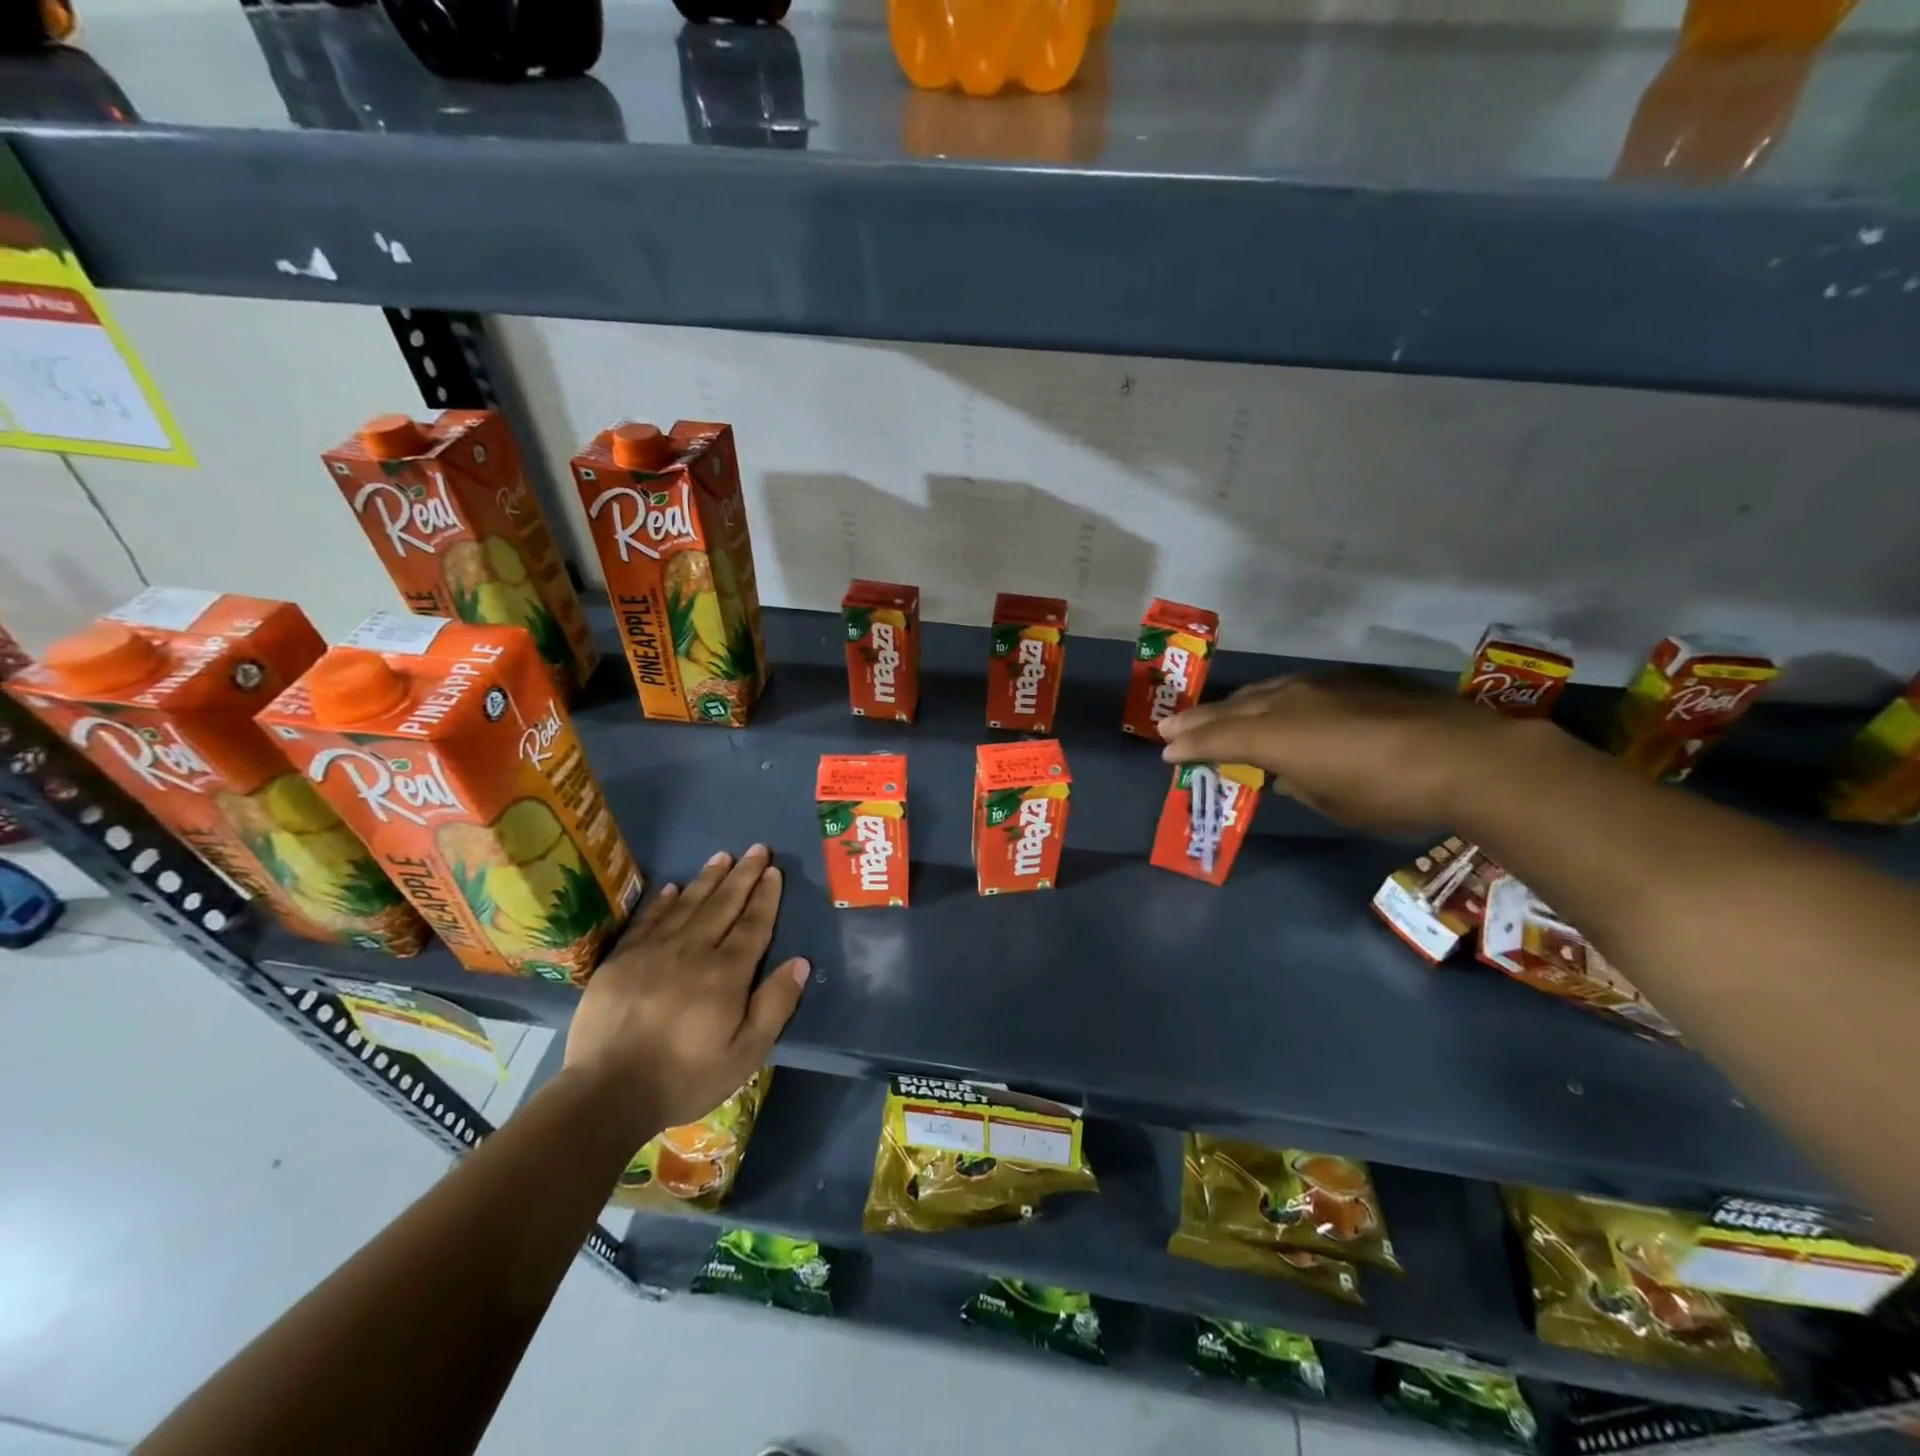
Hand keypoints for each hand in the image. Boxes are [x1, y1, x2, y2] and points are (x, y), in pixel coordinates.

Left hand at [565, 845, 809, 1137]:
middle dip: (743, 875)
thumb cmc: (685, 1077)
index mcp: (726, 973)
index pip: (752, 924)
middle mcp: (693, 951)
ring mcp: (653, 951)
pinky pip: (647, 919)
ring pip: (687, 904)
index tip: (774, 871)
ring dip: (708, 878)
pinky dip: (662, 901)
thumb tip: (800, 962)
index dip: (765, 896)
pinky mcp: (620, 960)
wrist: (607, 1093)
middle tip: (757, 848)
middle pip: (723, 904)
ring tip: (722, 856)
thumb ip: (774, 1005)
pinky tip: (673, 887)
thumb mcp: (745, 1053)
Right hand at [1158, 669, 1534, 834]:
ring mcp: (1320, 686)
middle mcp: (1289, 702)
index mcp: (1276, 737)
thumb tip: (1286, 773)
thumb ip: (1297, 783)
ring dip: (1232, 705)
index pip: (1219, 739)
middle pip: (1232, 709)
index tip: (1165, 752)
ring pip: (1261, 691)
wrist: (1468, 757)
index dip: (1189, 746)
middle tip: (1169, 726)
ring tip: (1212, 713)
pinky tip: (1272, 703)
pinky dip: (1270, 697)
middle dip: (1198, 720)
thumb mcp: (1333, 803)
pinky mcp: (1350, 681)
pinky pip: (1292, 686)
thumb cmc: (1390, 795)